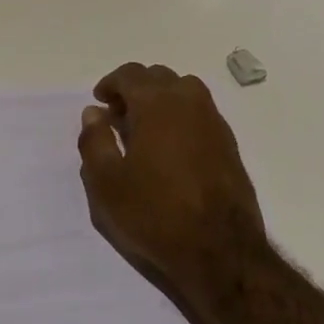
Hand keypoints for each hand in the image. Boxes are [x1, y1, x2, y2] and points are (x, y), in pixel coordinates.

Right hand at [77, 63, 266, 289]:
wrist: (220, 248)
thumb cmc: (155, 212)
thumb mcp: (107, 183)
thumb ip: (94, 141)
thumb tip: (94, 112)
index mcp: (156, 103)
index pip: (130, 74)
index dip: (111, 84)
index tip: (100, 102)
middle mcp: (188, 101)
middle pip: (158, 76)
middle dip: (135, 89)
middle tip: (119, 116)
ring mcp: (213, 120)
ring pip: (183, 90)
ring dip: (161, 98)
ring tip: (146, 128)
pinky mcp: (229, 142)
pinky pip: (200, 112)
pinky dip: (181, 115)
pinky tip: (172, 147)